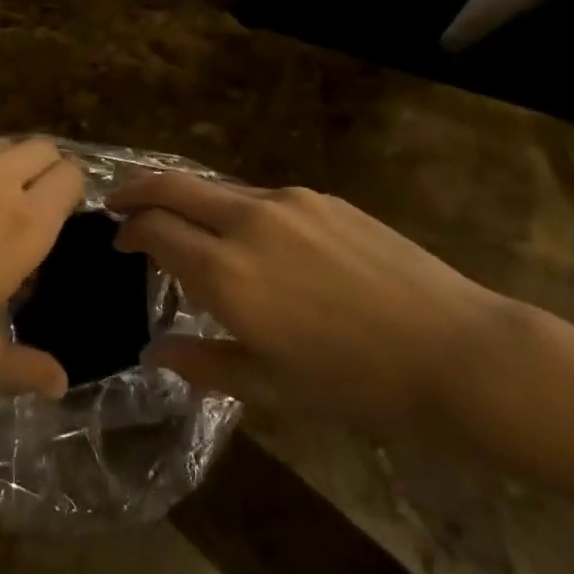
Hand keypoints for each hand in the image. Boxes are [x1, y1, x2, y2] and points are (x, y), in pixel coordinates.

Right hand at [108, 175, 502, 433]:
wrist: (455, 351)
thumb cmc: (356, 384)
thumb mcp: (270, 388)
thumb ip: (202, 363)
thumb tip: (153, 353)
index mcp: (227, 272)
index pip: (154, 229)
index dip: (128, 231)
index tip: (119, 243)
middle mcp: (248, 221)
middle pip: (173, 185)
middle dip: (137, 190)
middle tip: (119, 203)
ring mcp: (288, 202)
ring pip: (217, 188)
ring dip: (190, 200)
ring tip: (188, 228)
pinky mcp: (322, 198)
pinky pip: (261, 197)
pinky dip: (236, 210)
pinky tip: (254, 241)